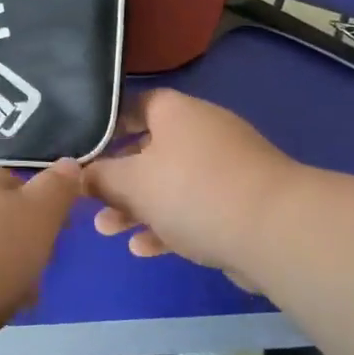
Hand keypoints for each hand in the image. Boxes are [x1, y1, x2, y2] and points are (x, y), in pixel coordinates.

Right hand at [84, 89, 297, 280]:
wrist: (273, 230)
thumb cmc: (192, 191)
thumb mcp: (134, 183)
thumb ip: (102, 178)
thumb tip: (80, 174)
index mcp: (177, 113)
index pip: (136, 105)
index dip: (108, 124)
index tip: (84, 147)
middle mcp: (202, 133)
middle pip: (150, 149)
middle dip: (118, 178)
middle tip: (90, 199)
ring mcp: (224, 170)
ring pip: (170, 185)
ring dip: (137, 208)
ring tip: (107, 230)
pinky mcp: (238, 205)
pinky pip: (193, 210)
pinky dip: (168, 226)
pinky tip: (143, 249)